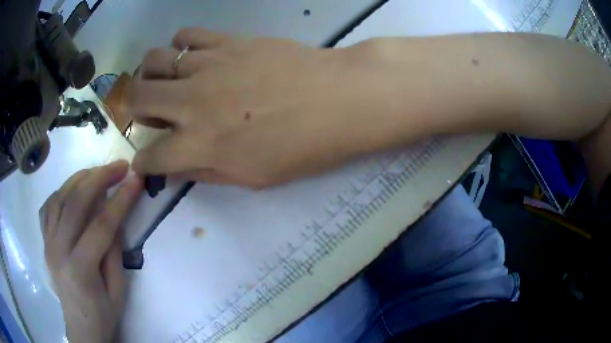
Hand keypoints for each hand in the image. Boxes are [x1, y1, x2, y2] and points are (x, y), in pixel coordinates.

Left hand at [40, 161, 142, 342]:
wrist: (80, 326)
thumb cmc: (103, 314)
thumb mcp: (118, 290)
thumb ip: (114, 251)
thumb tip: (113, 215)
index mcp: (80, 269)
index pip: (100, 226)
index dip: (120, 200)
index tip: (136, 179)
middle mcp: (58, 250)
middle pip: (75, 203)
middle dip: (99, 178)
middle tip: (119, 166)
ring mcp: (47, 243)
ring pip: (59, 198)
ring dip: (80, 179)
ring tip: (98, 172)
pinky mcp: (44, 240)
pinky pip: (49, 207)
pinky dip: (62, 191)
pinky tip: (73, 188)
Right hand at [127, 28, 389, 187]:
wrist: (340, 99)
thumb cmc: (303, 147)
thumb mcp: (253, 177)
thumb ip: (207, 172)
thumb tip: (176, 167)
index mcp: (199, 145)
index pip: (150, 156)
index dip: (142, 162)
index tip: (146, 161)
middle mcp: (192, 102)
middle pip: (137, 97)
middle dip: (134, 109)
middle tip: (150, 113)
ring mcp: (208, 65)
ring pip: (154, 60)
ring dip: (152, 74)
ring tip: (168, 81)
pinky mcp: (228, 41)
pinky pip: (188, 34)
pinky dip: (181, 45)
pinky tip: (195, 56)